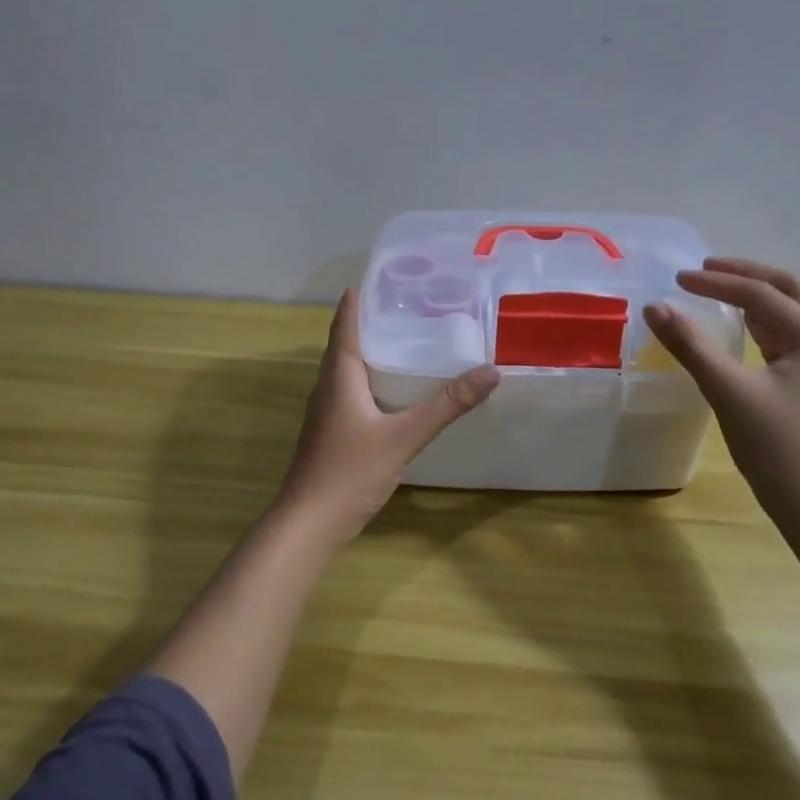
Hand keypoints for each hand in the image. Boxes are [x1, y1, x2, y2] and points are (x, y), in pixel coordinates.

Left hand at [276, 290, 499, 542]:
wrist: (309, 523)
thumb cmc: (349, 472)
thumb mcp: (404, 436)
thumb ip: (446, 405)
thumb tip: (490, 371)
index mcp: (339, 375)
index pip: (347, 321)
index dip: (363, 296)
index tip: (392, 276)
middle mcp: (329, 385)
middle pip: (349, 341)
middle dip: (378, 320)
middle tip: (417, 305)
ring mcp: (328, 411)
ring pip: (352, 369)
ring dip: (377, 351)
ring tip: (414, 340)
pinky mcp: (334, 431)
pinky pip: (355, 391)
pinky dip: (376, 380)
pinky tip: (400, 391)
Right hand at [643, 258, 799, 519]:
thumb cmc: (775, 447)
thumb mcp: (728, 391)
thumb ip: (691, 346)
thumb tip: (655, 308)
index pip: (762, 294)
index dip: (717, 282)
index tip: (678, 278)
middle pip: (787, 292)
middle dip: (746, 276)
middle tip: (705, 269)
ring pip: (788, 316)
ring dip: (754, 299)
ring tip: (716, 292)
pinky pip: (786, 341)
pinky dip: (759, 326)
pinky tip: (738, 331)